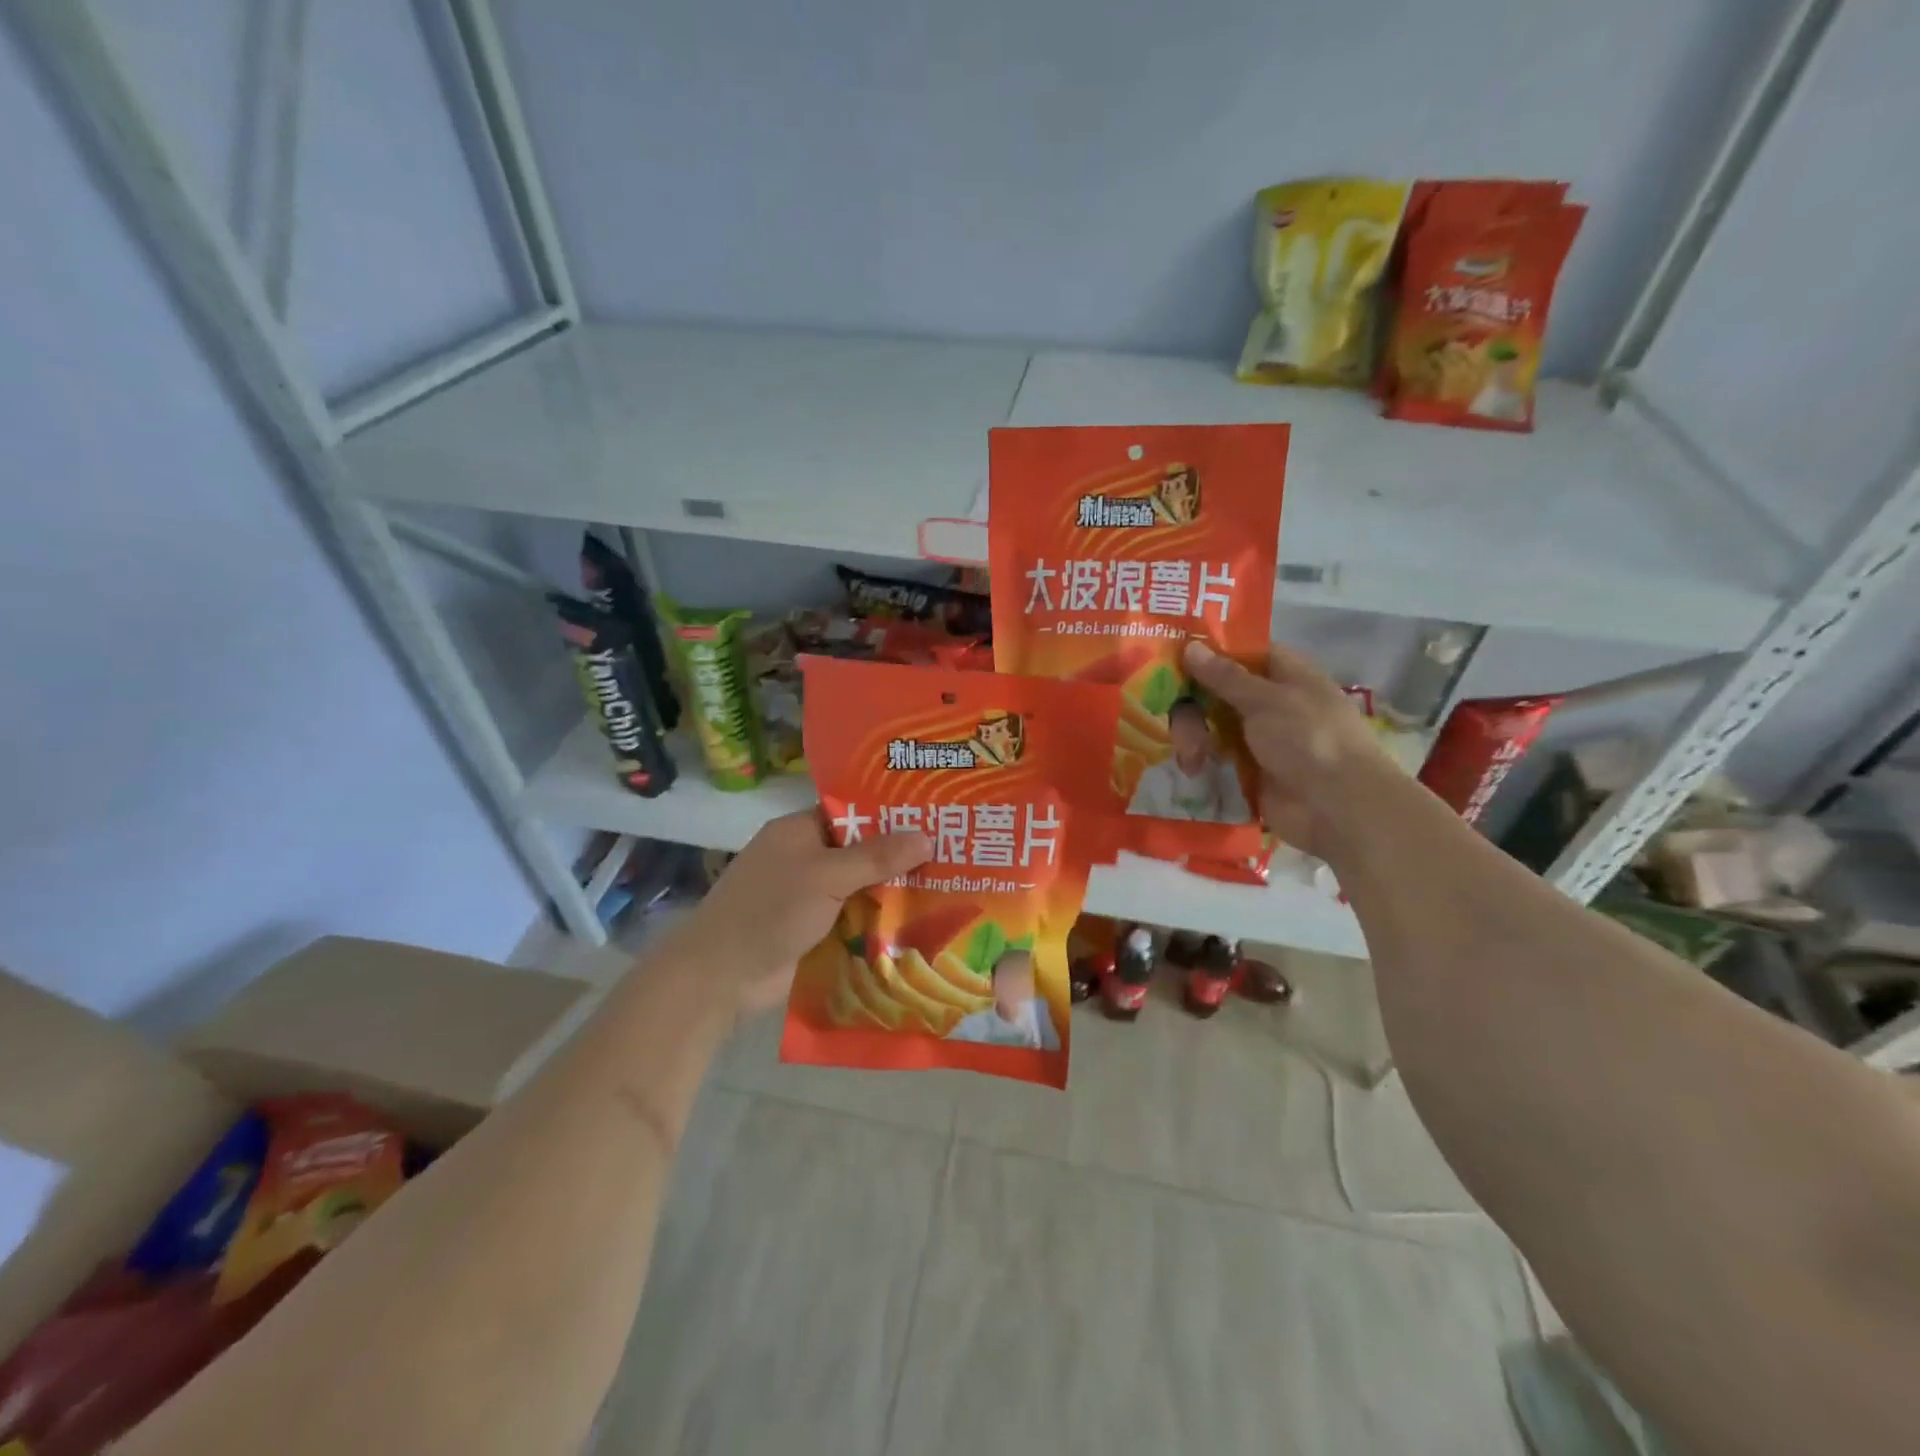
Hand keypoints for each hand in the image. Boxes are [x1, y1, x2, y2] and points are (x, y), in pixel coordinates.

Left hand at [670, 811, 931, 1017]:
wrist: (720, 978)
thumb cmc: (769, 911)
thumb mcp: (825, 876)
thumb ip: (875, 857)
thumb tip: (926, 835)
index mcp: (800, 830)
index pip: (853, 811)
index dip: (891, 813)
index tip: (934, 815)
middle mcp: (805, 858)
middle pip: (860, 850)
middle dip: (900, 855)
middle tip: (953, 853)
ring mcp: (808, 896)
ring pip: (860, 886)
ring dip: (893, 891)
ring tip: (949, 886)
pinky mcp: (814, 930)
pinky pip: (854, 918)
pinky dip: (879, 921)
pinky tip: (920, 923)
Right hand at [1185, 639, 1396, 858]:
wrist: (1336, 808)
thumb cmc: (1309, 740)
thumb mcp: (1266, 700)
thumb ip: (1225, 676)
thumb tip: (1190, 645)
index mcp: (1286, 675)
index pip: (1242, 652)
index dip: (1209, 652)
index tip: (1172, 657)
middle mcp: (1270, 702)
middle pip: (1216, 690)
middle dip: (1191, 704)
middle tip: (1174, 719)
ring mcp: (1258, 738)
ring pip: (1210, 724)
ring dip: (1193, 736)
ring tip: (1191, 759)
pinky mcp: (1247, 771)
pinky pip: (1213, 757)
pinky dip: (1199, 760)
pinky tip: (1192, 769)